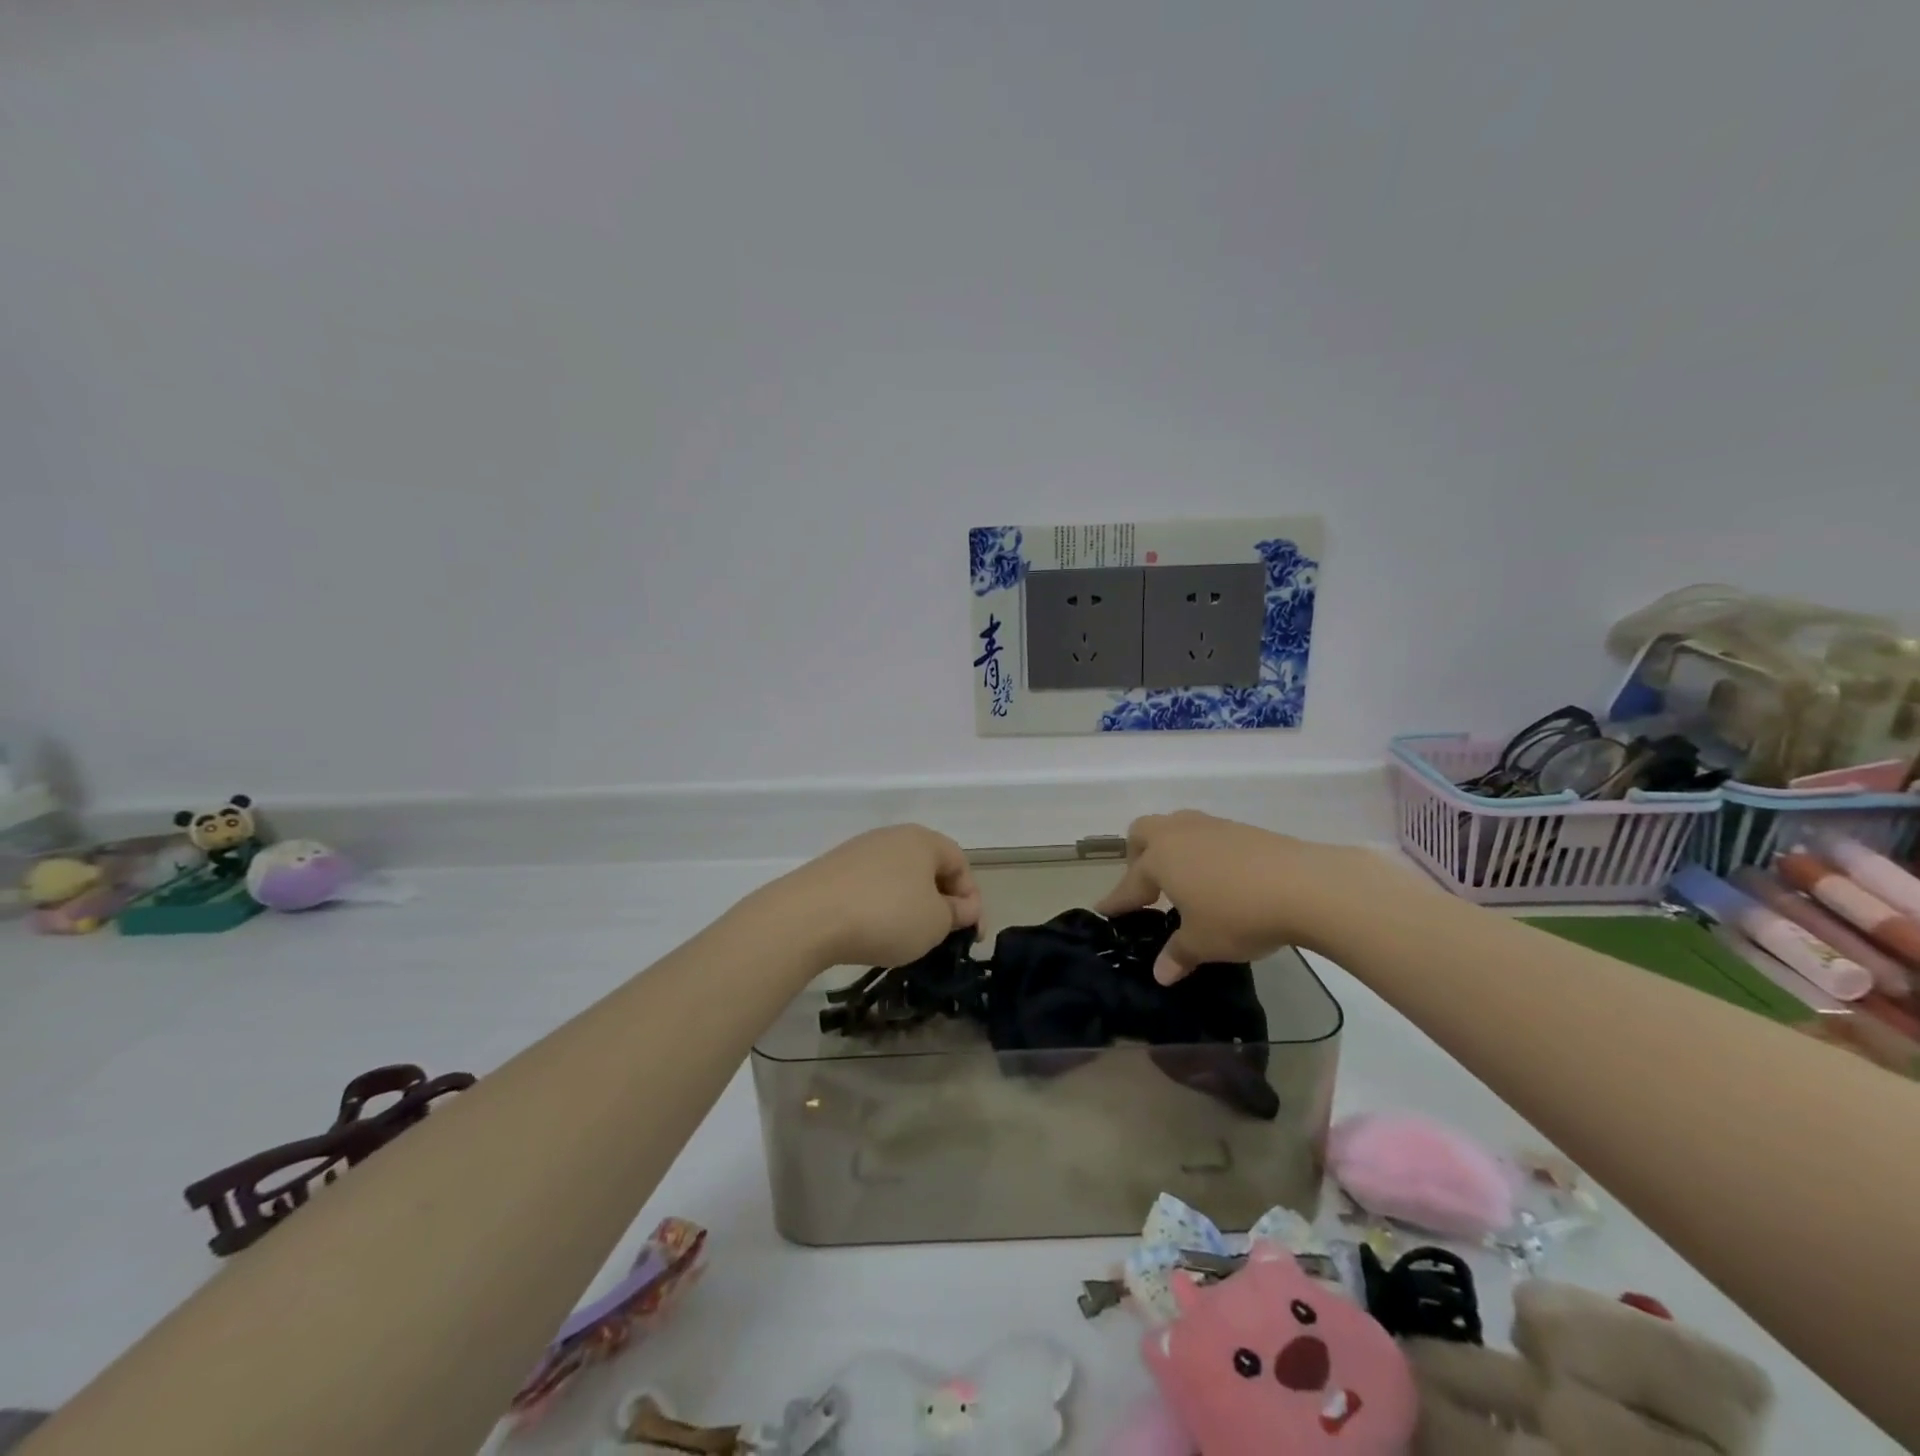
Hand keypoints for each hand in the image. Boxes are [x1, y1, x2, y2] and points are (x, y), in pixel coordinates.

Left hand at [769, 825, 981, 968]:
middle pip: (928, 868)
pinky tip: (872, 931)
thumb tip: (964, 907)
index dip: (971, 899)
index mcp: (924, 840)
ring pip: (898, 878)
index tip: (969, 935)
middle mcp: (892, 837)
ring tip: (906, 937)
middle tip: (942, 936)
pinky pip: (870, 886)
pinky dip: (880, 907)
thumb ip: (957, 913)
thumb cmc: (886, 915)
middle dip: (940, 901)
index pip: (960, 864)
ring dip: (909, 905)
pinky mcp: (833, 869)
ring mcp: (859, 850)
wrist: (808, 917)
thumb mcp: (935, 922)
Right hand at [1096, 811, 1361, 982]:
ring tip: (1186, 881)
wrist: (1306, 885)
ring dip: (1172, 850)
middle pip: (1143, 833)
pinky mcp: (1243, 829)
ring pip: (1177, 827)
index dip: (1117, 901)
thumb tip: (1161, 973)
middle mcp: (1178, 835)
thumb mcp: (1204, 942)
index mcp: (1159, 859)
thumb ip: (1178, 954)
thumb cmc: (1239, 914)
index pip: (1129, 883)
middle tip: (1149, 887)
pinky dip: (1203, 853)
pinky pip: (1208, 835)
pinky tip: (1221, 878)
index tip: (1104, 911)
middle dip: (1138, 857)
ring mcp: (1212, 827)